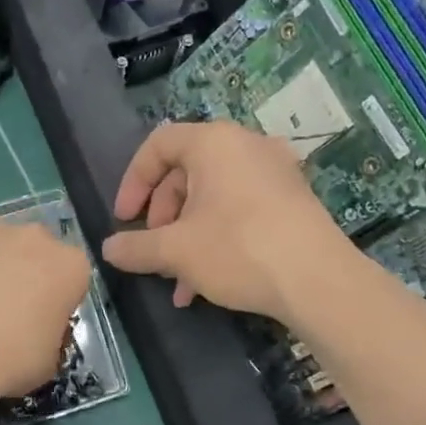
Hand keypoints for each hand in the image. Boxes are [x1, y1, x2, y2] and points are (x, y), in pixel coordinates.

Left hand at [0, 215, 91, 400]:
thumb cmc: (13, 356)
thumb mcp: (49, 361)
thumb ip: (51, 337)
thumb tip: (38, 333)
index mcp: (73, 268)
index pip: (73, 280)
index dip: (58, 302)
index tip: (43, 322)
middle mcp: (42, 238)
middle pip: (40, 254)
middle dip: (29, 274)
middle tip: (9, 310)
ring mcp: (1, 229)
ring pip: (5, 245)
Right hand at [101, 122, 350, 321]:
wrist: (317, 280)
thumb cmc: (238, 249)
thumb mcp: (176, 251)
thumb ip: (136, 247)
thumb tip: (108, 250)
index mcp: (214, 142)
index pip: (158, 145)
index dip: (133, 182)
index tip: (124, 219)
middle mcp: (246, 145)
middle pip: (186, 173)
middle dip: (162, 217)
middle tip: (153, 250)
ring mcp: (274, 171)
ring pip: (213, 197)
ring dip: (187, 236)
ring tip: (177, 280)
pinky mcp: (292, 199)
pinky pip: (240, 208)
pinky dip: (217, 236)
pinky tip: (206, 282)